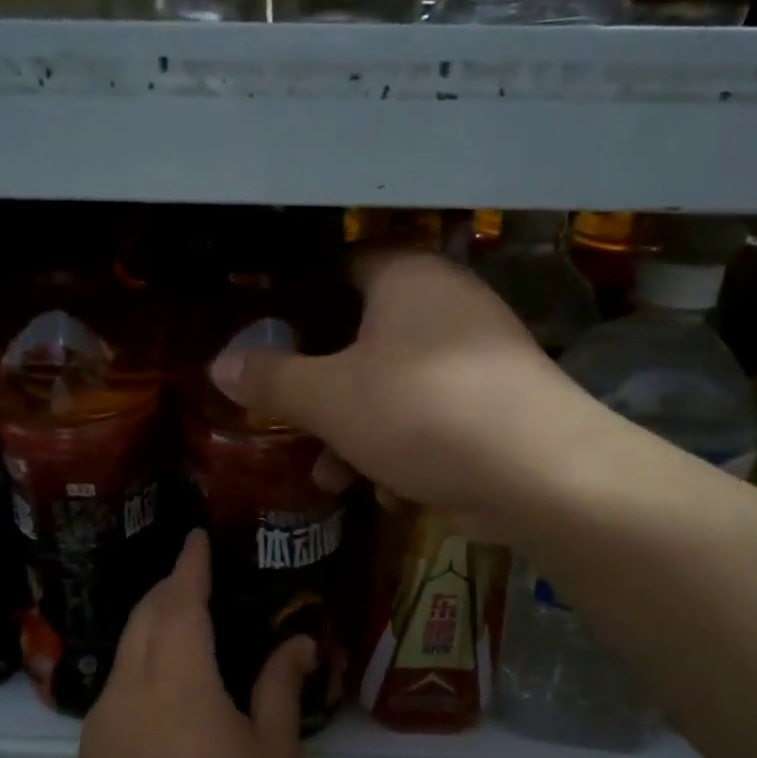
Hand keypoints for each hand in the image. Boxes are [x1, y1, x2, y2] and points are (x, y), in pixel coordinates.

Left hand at [78, 531, 314, 757]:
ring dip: (152, 626)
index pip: (180, 601)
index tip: (194, 538)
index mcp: (179, 681)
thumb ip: (280, 685)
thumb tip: (299, 640)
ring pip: (125, 650)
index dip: (188, 565)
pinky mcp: (88, 748)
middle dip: (167, 589)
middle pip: (144, 616)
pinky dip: (140, 666)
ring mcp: (101, 719)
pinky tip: (164, 688)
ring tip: (184, 626)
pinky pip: (115, 686)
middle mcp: (129, 688)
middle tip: (195, 577)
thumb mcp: (273, 752)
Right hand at [209, 249, 605, 539]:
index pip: (340, 268)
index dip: (298, 299)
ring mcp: (476, 358)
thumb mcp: (328, 398)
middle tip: (288, 416)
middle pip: (363, 336)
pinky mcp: (494, 406)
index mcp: (407, 279)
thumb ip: (271, 380)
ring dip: (355, 430)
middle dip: (321, 387)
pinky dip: (401, 447)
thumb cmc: (419, 412)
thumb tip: (219, 364)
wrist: (537, 473)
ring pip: (394, 385)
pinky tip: (383, 489)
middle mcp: (446, 305)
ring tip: (326, 477)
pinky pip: (430, 417)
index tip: (265, 336)